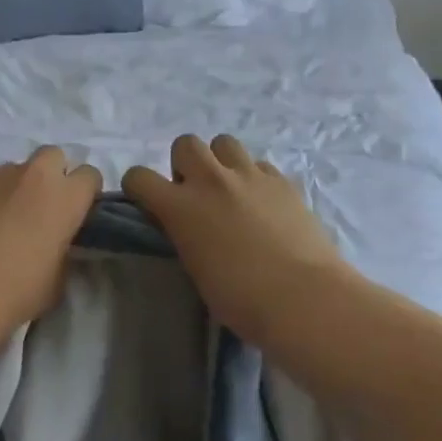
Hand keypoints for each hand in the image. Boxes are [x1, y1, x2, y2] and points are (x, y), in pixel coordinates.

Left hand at [0, 147, 102, 330]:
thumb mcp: (58, 279)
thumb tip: (55, 246)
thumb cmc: (18, 290)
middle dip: (52, 176)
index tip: (76, 214)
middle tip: (42, 208)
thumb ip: (63, 252)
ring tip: (1, 221)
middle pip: (53, 156)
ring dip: (15, 188)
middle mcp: (34, 175)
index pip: (90, 175)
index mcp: (66, 197)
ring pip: (14, 170)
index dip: (84, 194)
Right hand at [123, 134, 348, 345]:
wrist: (302, 297)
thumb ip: (185, 235)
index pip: (139, 177)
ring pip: (224, 142)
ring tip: (230, 190)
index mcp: (181, 207)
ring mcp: (250, 176)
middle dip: (184, 164)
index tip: (148, 203)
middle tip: (195, 193)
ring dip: (220, 162)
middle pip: (186, 143)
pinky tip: (263, 203)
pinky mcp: (283, 181)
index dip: (139, 187)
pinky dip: (254, 178)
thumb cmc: (240, 298)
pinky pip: (259, 164)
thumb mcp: (194, 267)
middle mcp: (211, 181)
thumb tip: (188, 225)